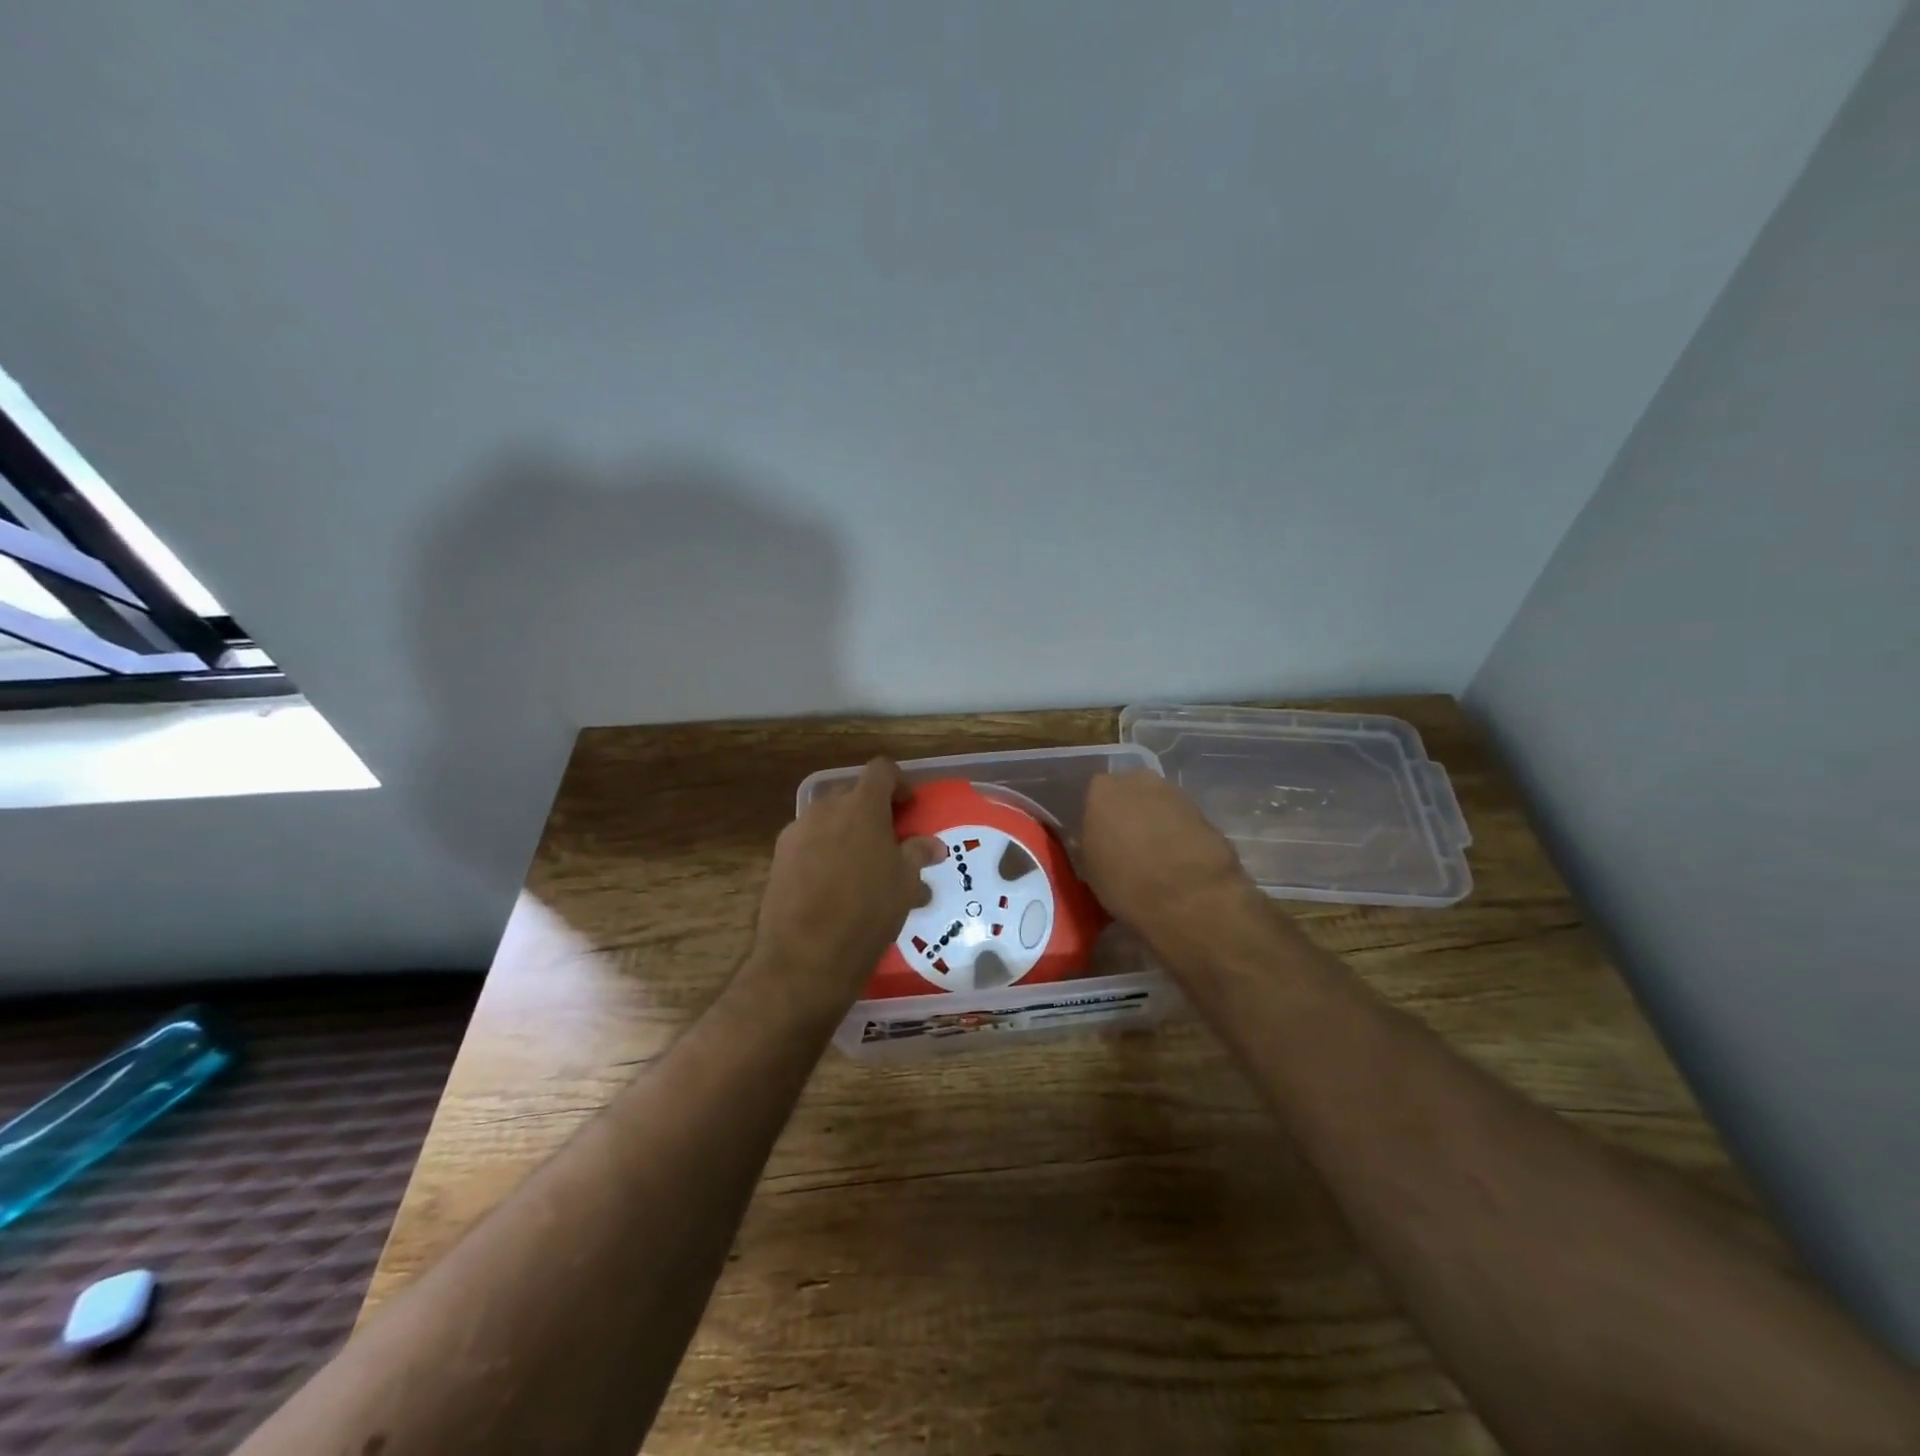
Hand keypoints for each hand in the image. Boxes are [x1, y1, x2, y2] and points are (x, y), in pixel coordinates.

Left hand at [751, 758, 945, 1014]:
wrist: (804, 958)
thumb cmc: (867, 913)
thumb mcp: (904, 884)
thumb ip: (917, 855)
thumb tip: (932, 845)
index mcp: (861, 806)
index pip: (882, 770)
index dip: (899, 783)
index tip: (909, 809)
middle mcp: (824, 809)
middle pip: (852, 793)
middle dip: (871, 810)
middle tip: (889, 841)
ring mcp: (796, 832)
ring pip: (828, 819)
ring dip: (847, 833)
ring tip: (862, 870)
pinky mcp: (778, 859)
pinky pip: (808, 843)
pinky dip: (824, 853)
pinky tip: (834, 888)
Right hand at [1080, 769, 1256, 940]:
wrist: (1190, 897)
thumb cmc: (1126, 882)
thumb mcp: (1089, 869)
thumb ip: (1089, 845)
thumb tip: (1095, 842)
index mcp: (1102, 790)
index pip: (1092, 797)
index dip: (1097, 819)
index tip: (1099, 841)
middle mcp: (1137, 781)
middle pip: (1128, 795)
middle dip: (1127, 815)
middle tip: (1126, 846)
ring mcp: (1174, 793)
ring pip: (1157, 805)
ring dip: (1154, 824)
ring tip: (1154, 858)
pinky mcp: (1204, 811)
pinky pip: (1181, 821)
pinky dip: (1178, 835)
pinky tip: (1177, 862)